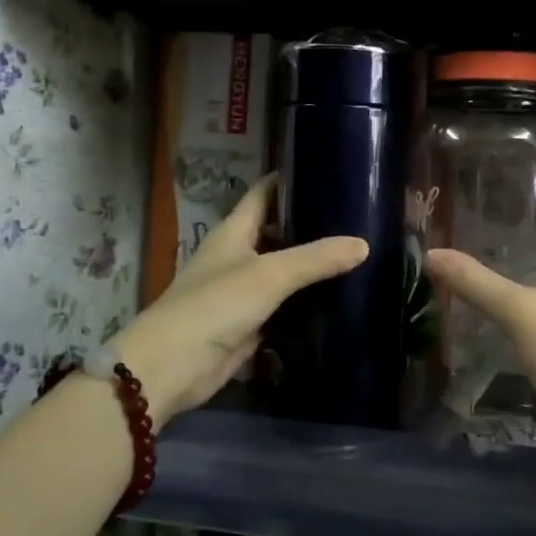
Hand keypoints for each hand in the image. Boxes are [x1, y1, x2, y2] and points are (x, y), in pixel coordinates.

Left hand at [108, 176, 366, 423]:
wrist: (172, 366)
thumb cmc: (215, 305)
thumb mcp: (270, 274)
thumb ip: (316, 258)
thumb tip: (363, 244)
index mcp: (234, 232)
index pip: (264, 193)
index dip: (290, 179)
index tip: (326, 169)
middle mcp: (237, 256)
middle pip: (277, 232)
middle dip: (310, 225)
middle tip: (355, 217)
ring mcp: (242, 292)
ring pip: (283, 272)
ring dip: (311, 267)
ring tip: (355, 254)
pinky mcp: (250, 325)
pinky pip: (285, 307)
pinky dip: (306, 303)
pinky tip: (338, 299)